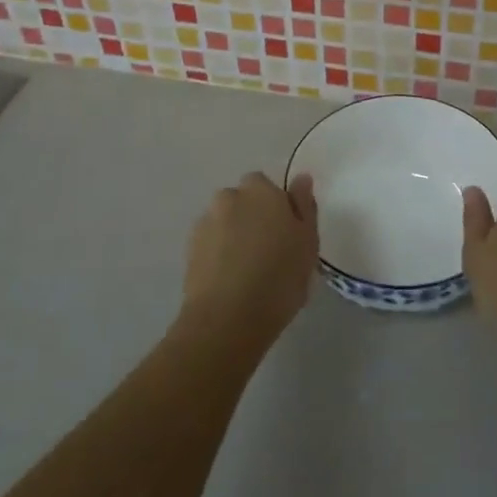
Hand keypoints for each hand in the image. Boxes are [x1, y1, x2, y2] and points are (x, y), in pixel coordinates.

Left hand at [178, 172, 318, 349]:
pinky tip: (228, 279)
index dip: (275, 206)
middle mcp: (230, 198)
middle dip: (251, 216)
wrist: (227, 319)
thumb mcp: (308, 242)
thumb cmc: (279, 278)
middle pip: (242, 200)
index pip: (266, 185)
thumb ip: (304, 205)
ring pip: (224, 221)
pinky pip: (210, 242)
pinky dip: (217, 253)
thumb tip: (301, 178)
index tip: (285, 232)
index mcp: (261, 191)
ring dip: (233, 234)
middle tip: (267, 249)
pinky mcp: (189, 249)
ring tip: (246, 269)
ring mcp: (206, 222)